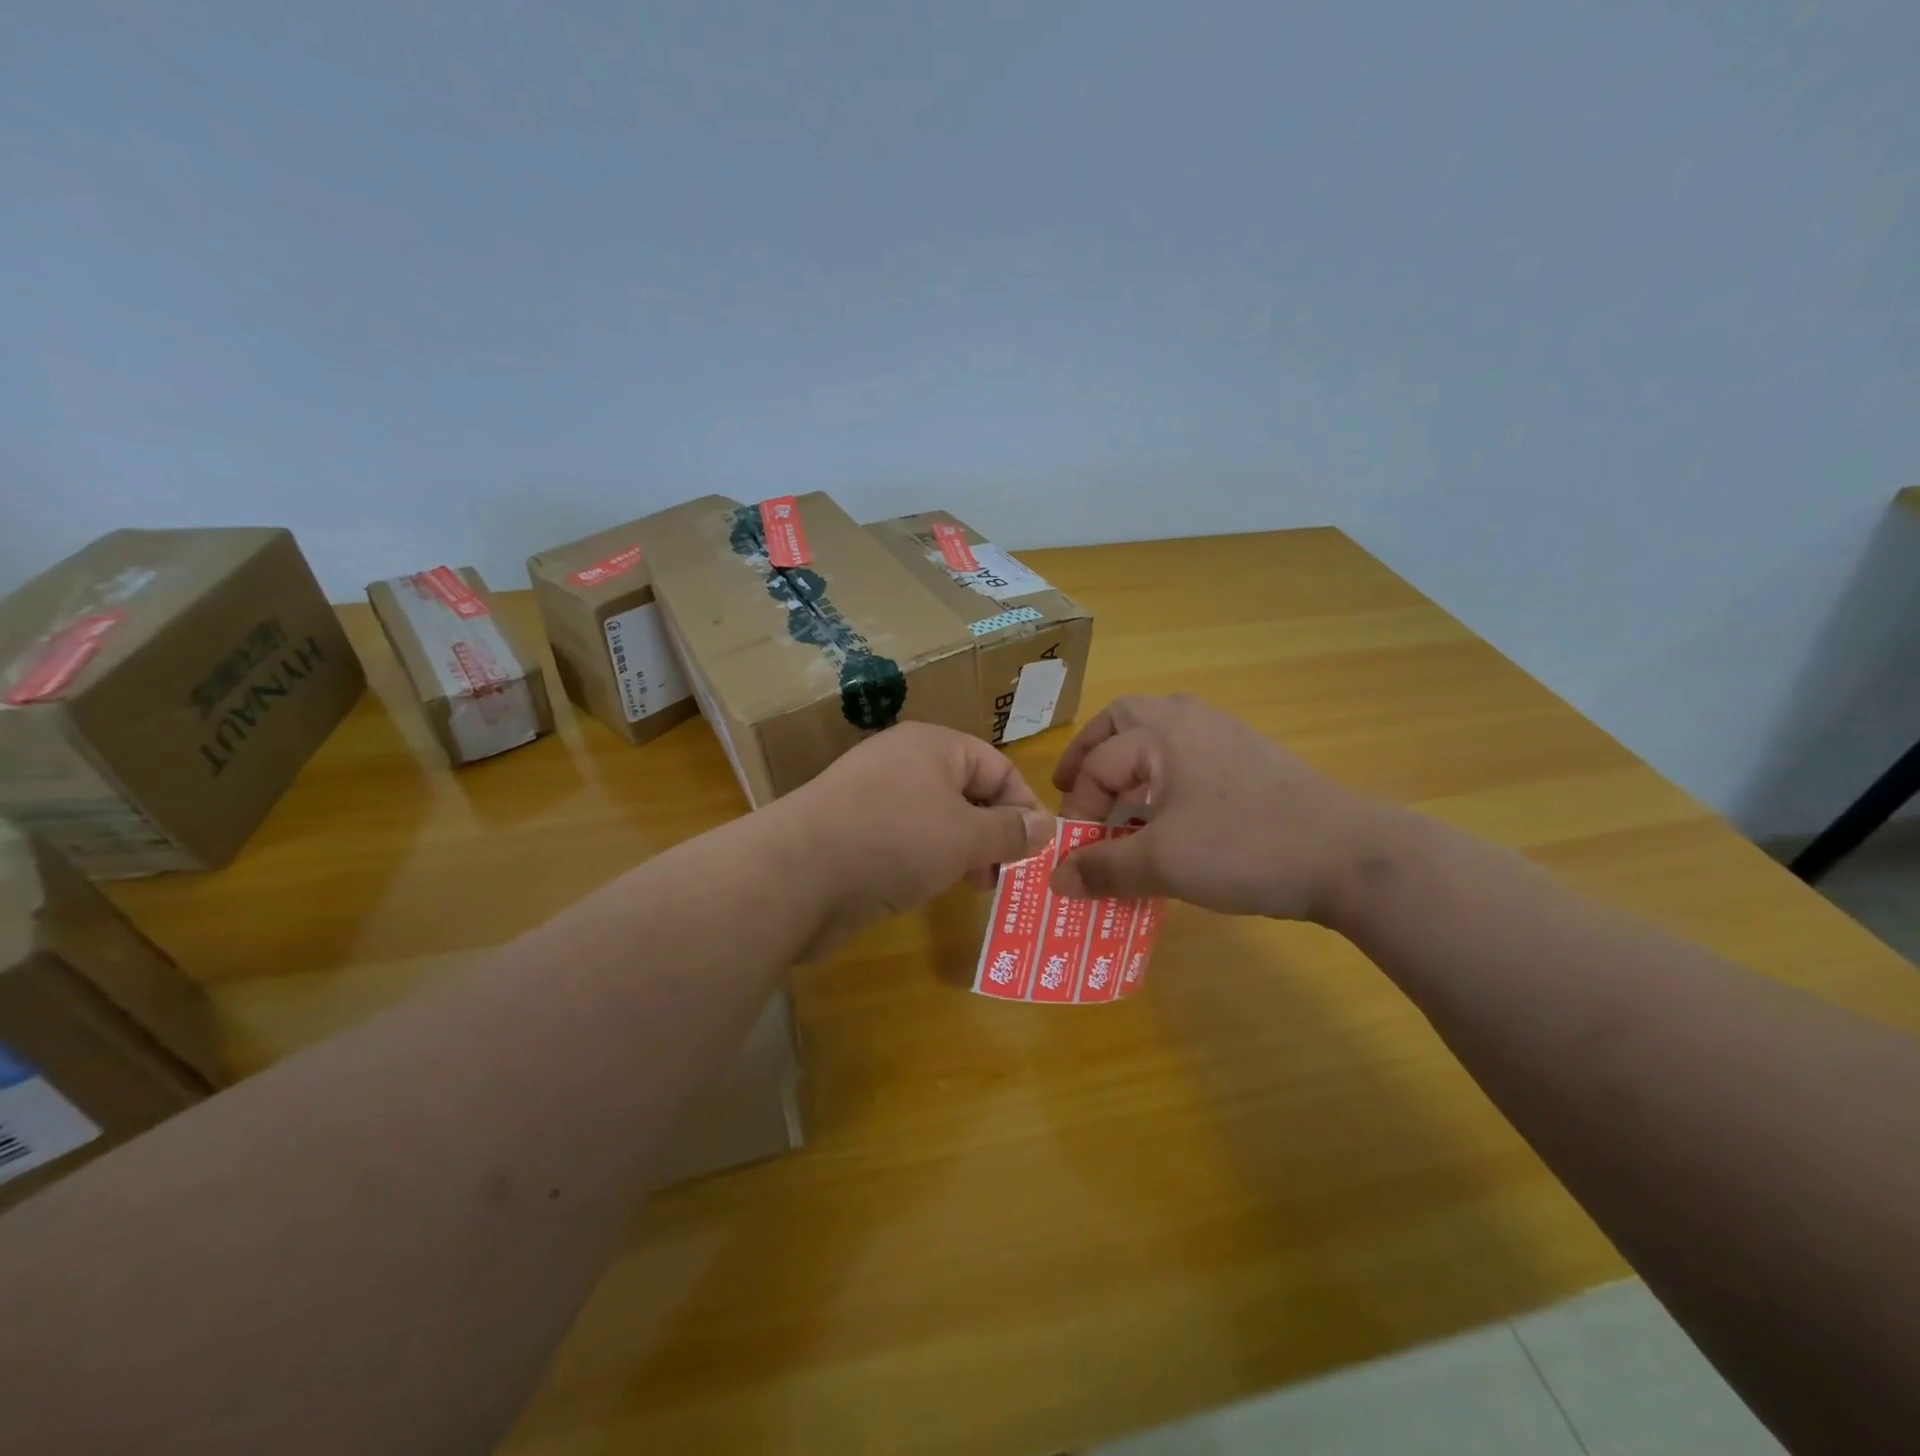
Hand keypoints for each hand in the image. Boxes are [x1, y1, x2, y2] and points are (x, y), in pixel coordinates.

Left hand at [779, 722, 1052, 948]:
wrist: (796, 874)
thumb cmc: (894, 840)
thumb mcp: (965, 835)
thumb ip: (1009, 831)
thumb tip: (1046, 825)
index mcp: (932, 746)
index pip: (996, 767)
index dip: (1023, 805)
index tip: (1038, 849)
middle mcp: (903, 764)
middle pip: (966, 792)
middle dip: (993, 833)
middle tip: (1006, 873)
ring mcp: (873, 799)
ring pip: (936, 820)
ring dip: (963, 851)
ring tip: (976, 885)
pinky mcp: (853, 834)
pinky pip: (906, 842)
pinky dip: (927, 862)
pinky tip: (932, 888)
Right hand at [1048, 694, 1394, 922]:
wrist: (1349, 857)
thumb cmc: (1245, 848)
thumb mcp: (1162, 863)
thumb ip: (1103, 868)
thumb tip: (1055, 880)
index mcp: (1163, 733)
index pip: (1098, 764)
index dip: (1076, 809)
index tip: (1073, 854)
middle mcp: (1192, 721)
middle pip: (1123, 720)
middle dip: (1092, 752)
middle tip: (1073, 786)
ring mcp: (1228, 737)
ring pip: (1160, 731)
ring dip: (1129, 758)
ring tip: (1116, 797)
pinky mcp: (1253, 761)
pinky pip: (1190, 753)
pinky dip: (1163, 772)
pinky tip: (1169, 811)